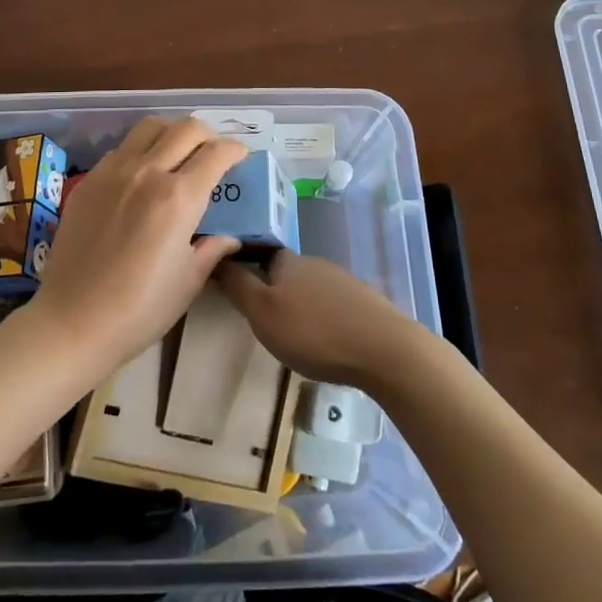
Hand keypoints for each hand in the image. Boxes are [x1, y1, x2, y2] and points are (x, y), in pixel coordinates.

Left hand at [23, 117, 245, 377]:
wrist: (73, 321)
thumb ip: (212, 249)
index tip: (240, 156)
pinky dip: (141, 149)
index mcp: (179, 197)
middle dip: (208, 134)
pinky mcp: (89, 180)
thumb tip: (230, 237)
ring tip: (178, 151)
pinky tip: (142, 174)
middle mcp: (148, 172)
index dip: (235, 149)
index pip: (216, 153)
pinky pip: (122, 148)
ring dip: (172, 131)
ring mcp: (114, 171)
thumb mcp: (188, 281)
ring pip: (150, 126)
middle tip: (212, 152)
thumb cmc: (140, 308)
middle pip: (186, 128)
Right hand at [217, 250, 424, 388]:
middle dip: (271, 289)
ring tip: (291, 335)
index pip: (257, 251)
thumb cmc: (313, 331)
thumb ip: (237, 285)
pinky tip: (323, 340)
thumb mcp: (262, 313)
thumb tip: (216, 255)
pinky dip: (321, 317)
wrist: (384, 350)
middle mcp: (313, 263)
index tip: (232, 287)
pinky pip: (331, 304)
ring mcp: (341, 280)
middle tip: (260, 319)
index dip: (243, 266)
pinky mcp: (363, 302)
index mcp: (286, 261)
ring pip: (308, 288)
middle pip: (283, 271)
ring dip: (297, 305)